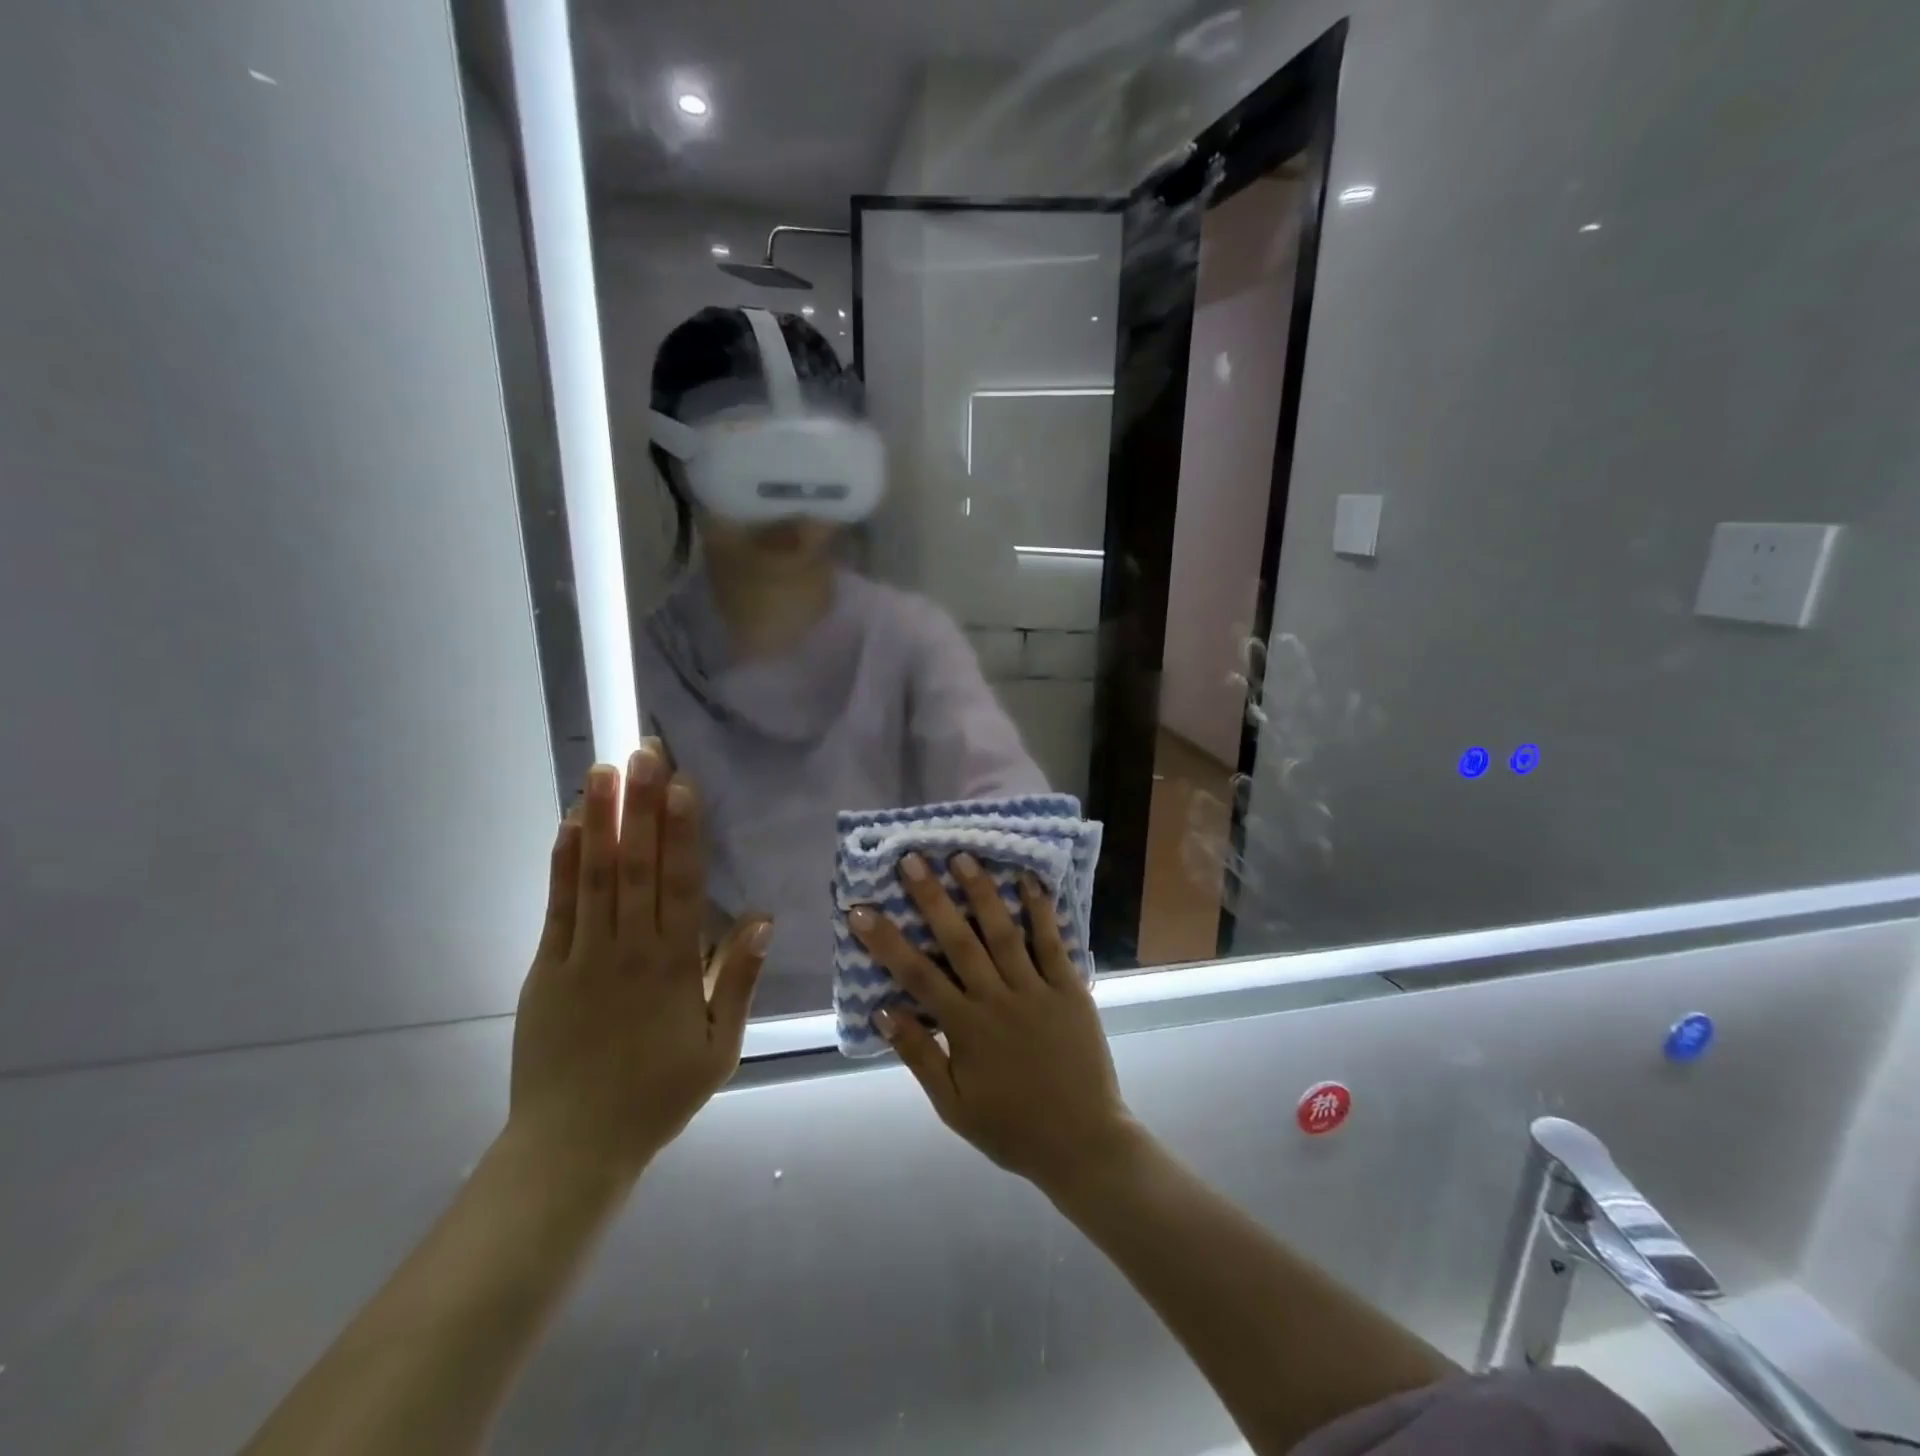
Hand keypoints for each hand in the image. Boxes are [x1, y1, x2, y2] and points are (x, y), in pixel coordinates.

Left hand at [508, 745, 770, 1181]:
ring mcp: (582, 956)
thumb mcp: (720, 1047)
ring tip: (606, 770)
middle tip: (645, 752)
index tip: (683, 784)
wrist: (573, 1146)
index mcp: (674, 966)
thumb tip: (761, 918)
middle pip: (637, 866)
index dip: (682, 831)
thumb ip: (738, 980)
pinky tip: (570, 825)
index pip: (680, 885)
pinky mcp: (546, 969)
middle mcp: (628, 949)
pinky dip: (563, 863)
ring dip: (601, 820)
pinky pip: (557, 907)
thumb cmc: (658, 1095)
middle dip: (642, 806)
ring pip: (595, 876)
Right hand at [849, 852, 1136, 1194]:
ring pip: (1004, 932)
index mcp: (966, 1028)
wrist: (1083, 1144)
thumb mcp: (953, 1105)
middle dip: (932, 898)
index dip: (886, 941)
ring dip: (982, 892)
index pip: (917, 975)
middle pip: (958, 940)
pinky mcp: (1070, 989)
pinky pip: (1053, 943)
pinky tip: (1028, 880)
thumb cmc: (1011, 1127)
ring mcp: (1036, 991)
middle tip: (912, 859)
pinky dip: (1041, 911)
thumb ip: (918, 1056)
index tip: (861, 910)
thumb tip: (882, 1010)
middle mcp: (997, 999)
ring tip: (963, 856)